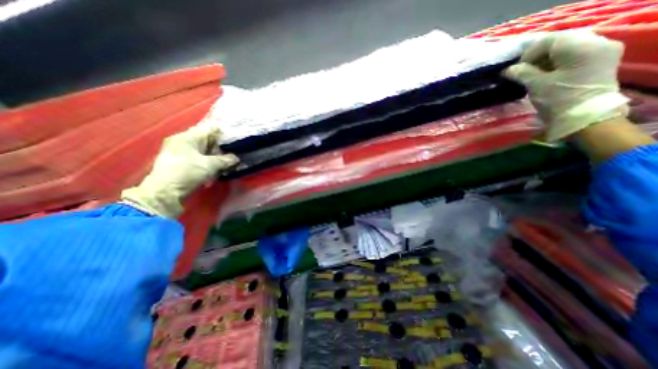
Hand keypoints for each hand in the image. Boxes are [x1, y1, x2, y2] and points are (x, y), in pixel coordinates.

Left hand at [119, 126, 239, 218]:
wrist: (165, 193)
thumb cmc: (187, 173)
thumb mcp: (210, 165)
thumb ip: (225, 160)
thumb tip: (236, 158)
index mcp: (187, 137)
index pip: (209, 130)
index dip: (224, 135)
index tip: (237, 140)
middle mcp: (182, 142)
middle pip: (207, 141)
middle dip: (221, 147)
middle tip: (235, 152)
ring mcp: (181, 153)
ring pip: (204, 151)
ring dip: (217, 156)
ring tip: (229, 161)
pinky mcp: (182, 163)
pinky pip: (200, 158)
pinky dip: (210, 162)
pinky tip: (219, 168)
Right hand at [504, 30, 629, 140]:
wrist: (584, 119)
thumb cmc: (558, 100)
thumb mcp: (536, 85)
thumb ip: (521, 73)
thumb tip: (507, 70)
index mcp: (583, 47)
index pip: (550, 40)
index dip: (528, 53)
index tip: (515, 69)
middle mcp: (598, 43)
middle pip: (560, 43)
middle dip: (536, 56)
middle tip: (521, 72)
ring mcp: (601, 53)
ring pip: (567, 49)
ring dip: (545, 61)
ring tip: (531, 75)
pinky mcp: (599, 63)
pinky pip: (574, 56)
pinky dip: (556, 64)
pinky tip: (545, 76)